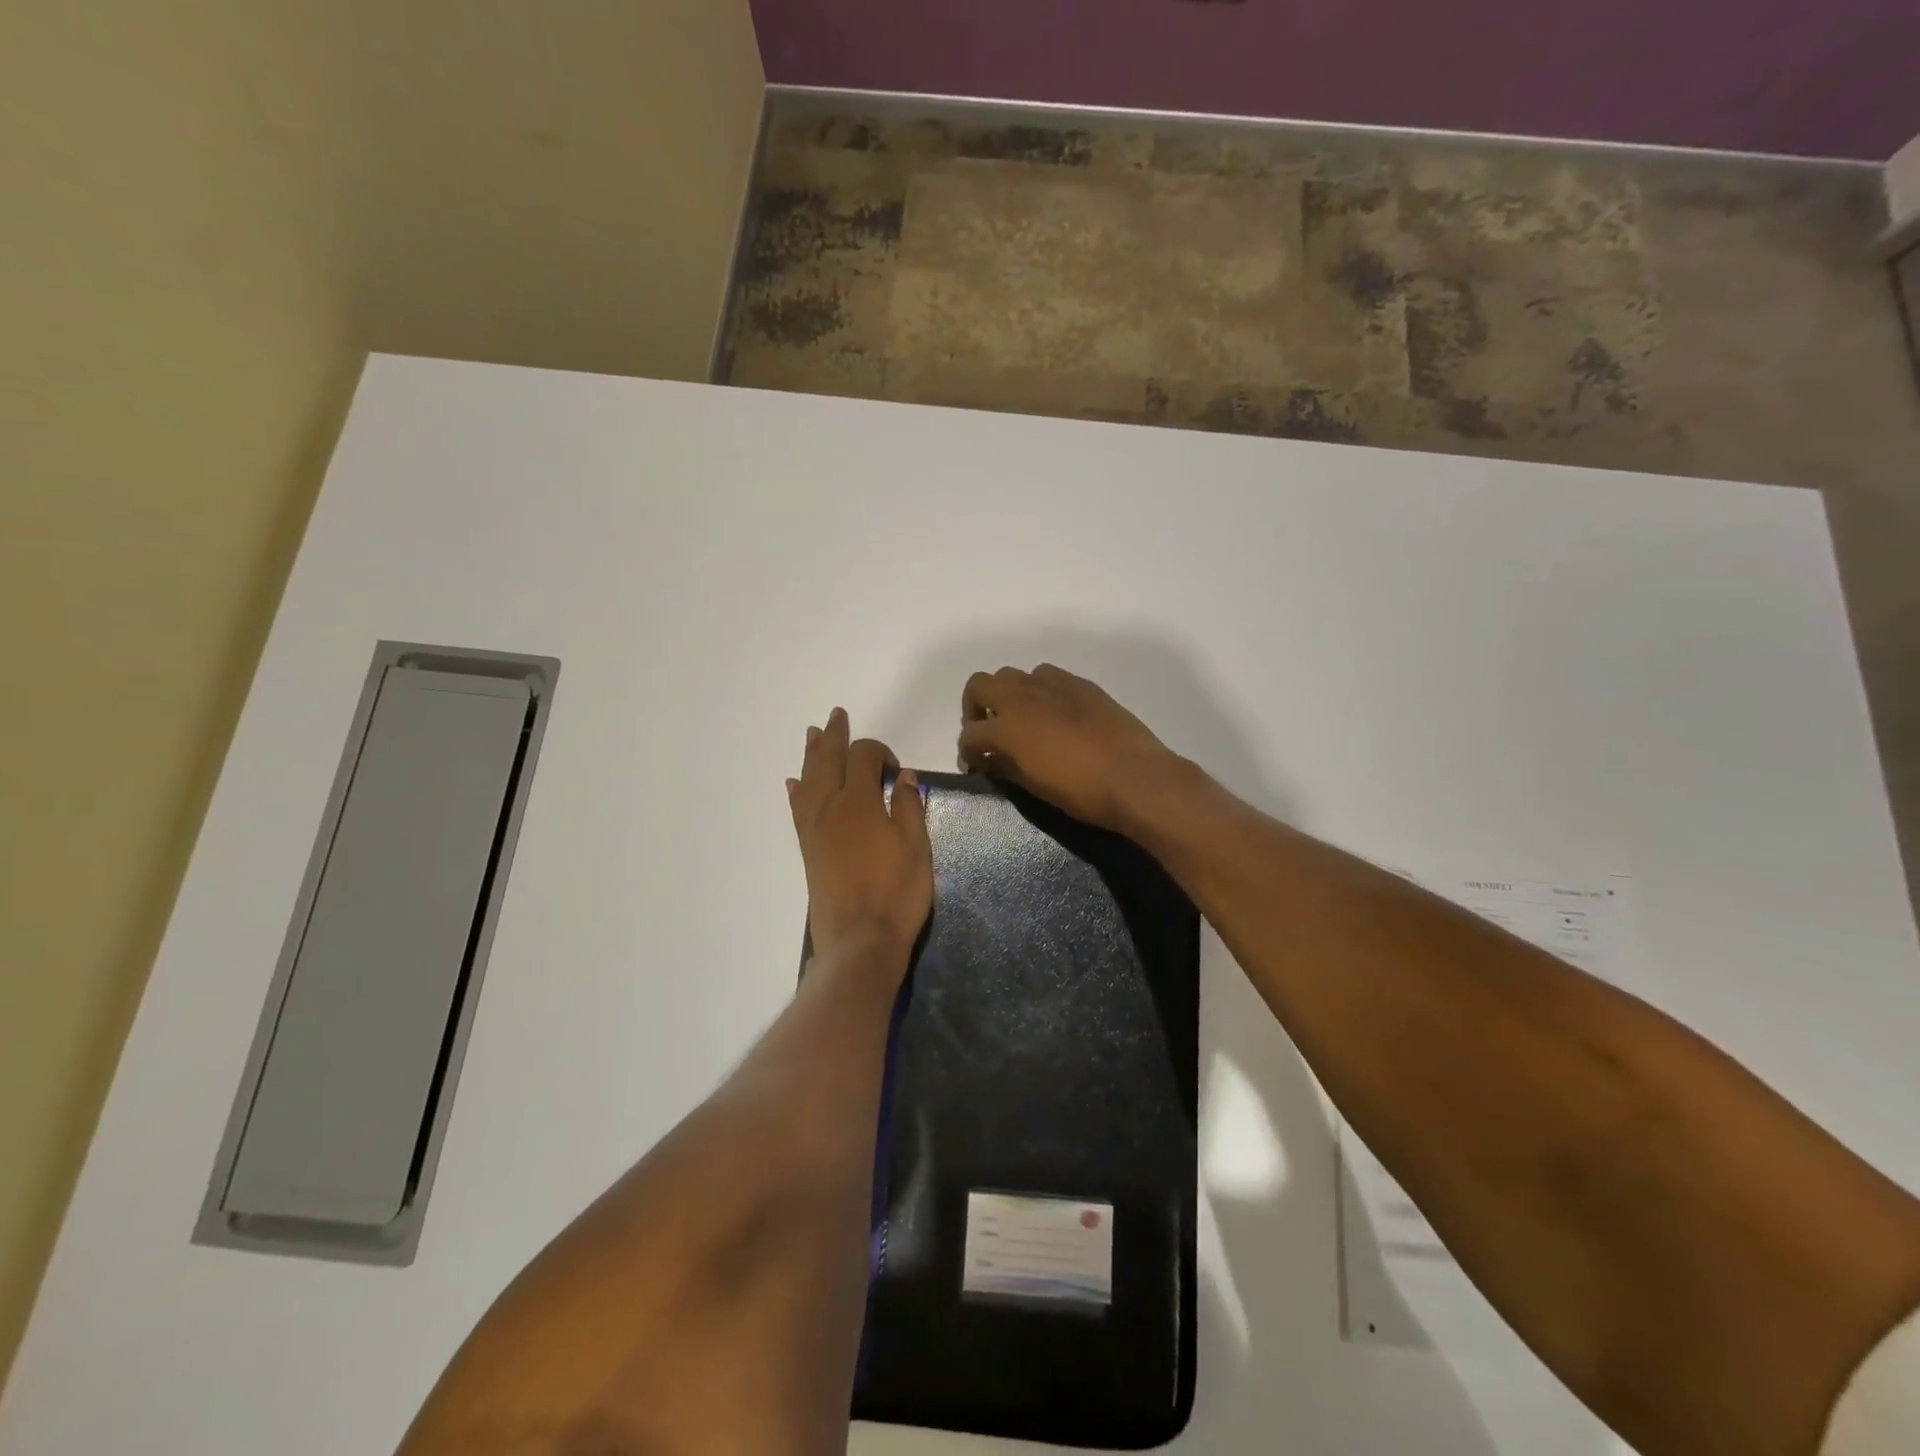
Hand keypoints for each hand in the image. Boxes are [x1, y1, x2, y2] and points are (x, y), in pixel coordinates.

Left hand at [788, 708, 931, 972]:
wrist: (859, 940)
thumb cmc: (896, 893)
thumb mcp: (917, 847)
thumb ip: (909, 807)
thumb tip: (903, 776)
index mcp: (860, 802)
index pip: (863, 757)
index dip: (879, 752)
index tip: (896, 769)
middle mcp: (830, 807)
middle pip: (828, 760)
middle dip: (834, 736)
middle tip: (836, 715)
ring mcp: (814, 828)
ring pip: (809, 779)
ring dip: (811, 754)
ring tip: (812, 734)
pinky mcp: (808, 849)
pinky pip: (797, 809)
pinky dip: (797, 791)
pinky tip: (794, 783)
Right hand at [957, 665, 1181, 831]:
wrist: (1135, 778)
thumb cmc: (1081, 792)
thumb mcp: (1034, 786)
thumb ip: (1006, 767)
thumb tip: (991, 761)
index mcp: (1007, 727)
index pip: (970, 734)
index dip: (968, 752)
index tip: (976, 765)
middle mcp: (1023, 697)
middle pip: (981, 684)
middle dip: (976, 707)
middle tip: (989, 731)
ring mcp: (1053, 685)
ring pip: (1015, 675)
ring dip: (1009, 695)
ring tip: (1022, 720)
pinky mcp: (1080, 684)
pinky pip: (1048, 677)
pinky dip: (1040, 691)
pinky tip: (1055, 714)